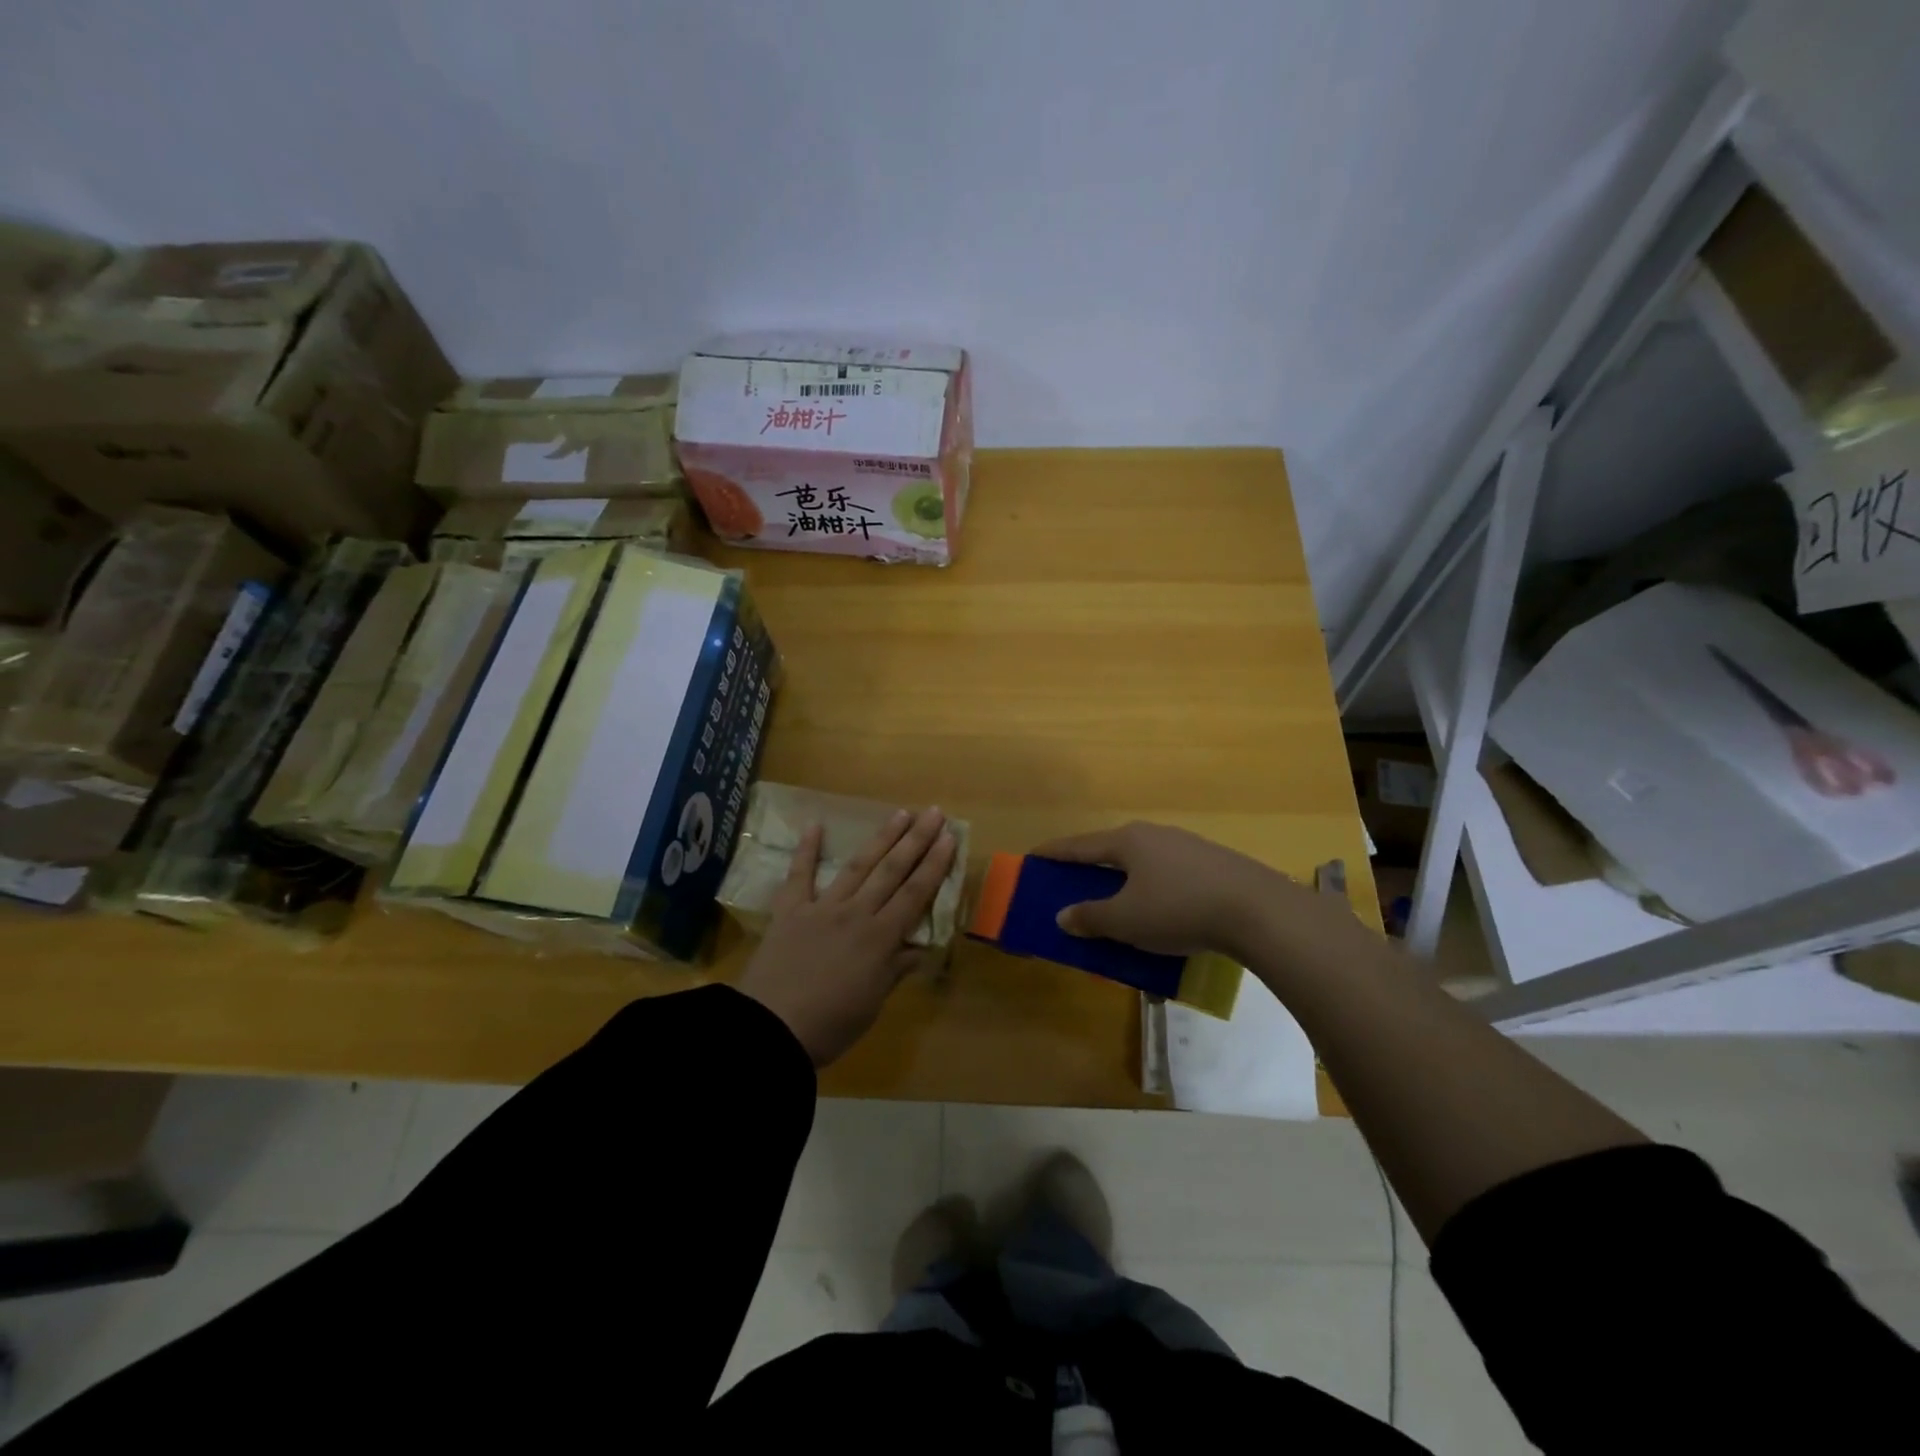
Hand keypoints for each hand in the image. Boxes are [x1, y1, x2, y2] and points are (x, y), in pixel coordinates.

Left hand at [738, 807, 957, 1067]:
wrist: (771, 1030)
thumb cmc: (830, 1025)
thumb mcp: (872, 1003)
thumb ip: (894, 970)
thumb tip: (919, 948)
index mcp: (880, 938)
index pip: (915, 894)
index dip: (934, 865)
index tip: (949, 838)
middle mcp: (856, 913)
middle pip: (892, 871)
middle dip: (916, 840)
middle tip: (934, 812)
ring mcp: (822, 908)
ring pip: (858, 866)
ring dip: (880, 839)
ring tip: (900, 814)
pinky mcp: (789, 911)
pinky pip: (799, 876)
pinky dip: (806, 850)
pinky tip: (815, 824)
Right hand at [1032, 821, 1347, 963]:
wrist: (1258, 910)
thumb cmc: (1179, 909)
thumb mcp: (1126, 920)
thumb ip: (1091, 917)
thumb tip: (1063, 916)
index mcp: (1127, 841)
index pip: (1080, 846)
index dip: (1055, 853)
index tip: (1034, 856)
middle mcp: (1155, 835)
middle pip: (1112, 850)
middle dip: (1091, 868)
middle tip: (1073, 882)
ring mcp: (1187, 846)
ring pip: (1143, 863)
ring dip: (1125, 881)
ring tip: (1117, 900)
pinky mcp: (1213, 864)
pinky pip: (1169, 874)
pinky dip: (1153, 889)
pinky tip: (1161, 910)